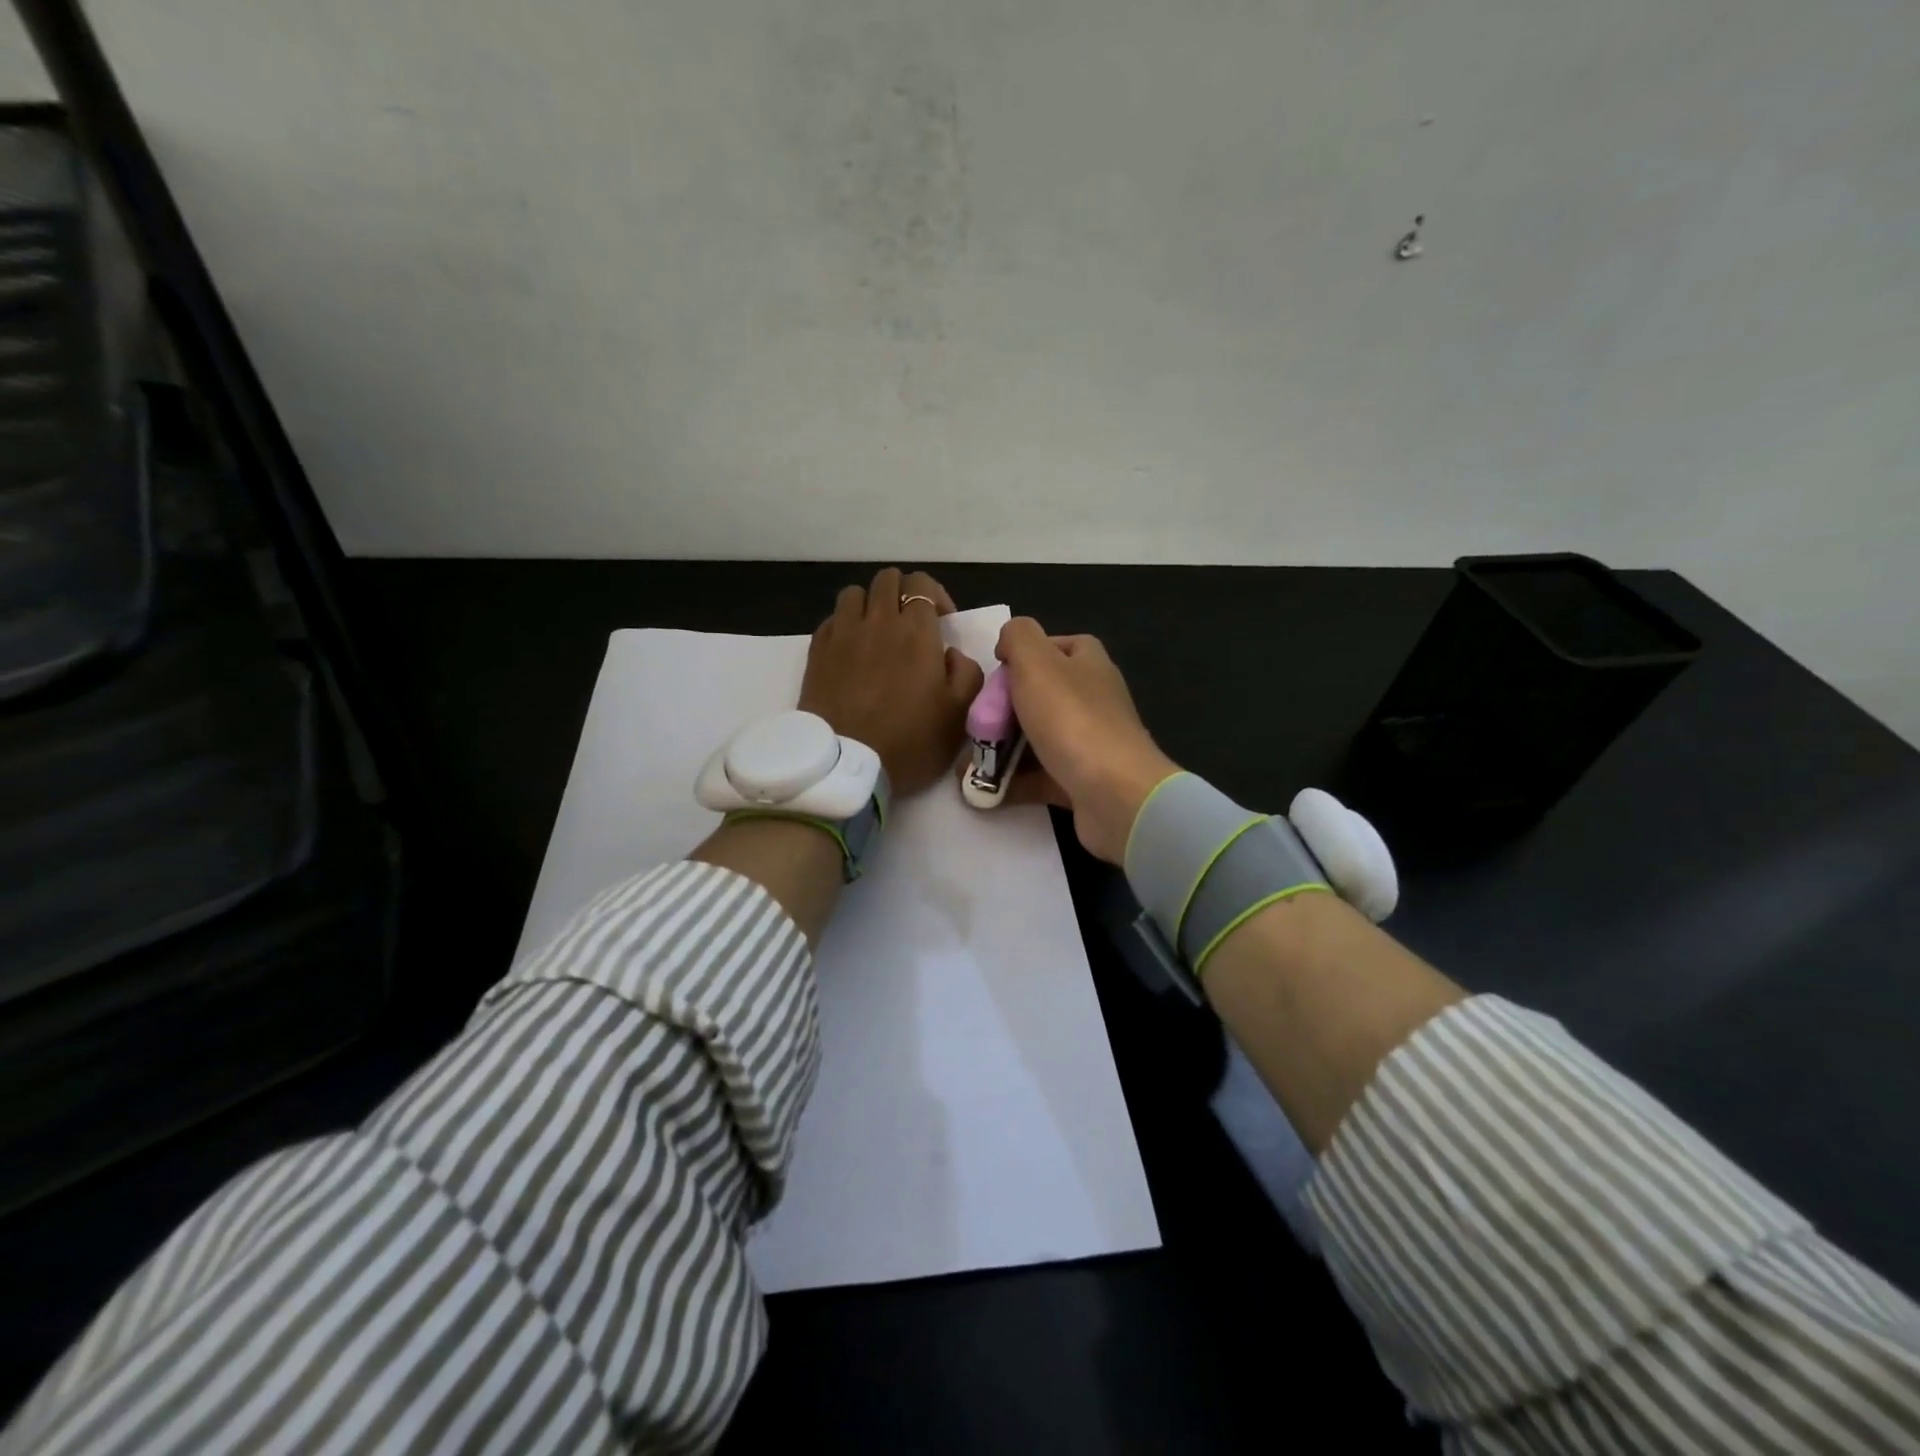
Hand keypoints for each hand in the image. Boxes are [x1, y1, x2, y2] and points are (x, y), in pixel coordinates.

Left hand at [799, 568, 984, 798]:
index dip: (935, 596)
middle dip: (903, 593)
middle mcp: (877, 621)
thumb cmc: (910, 740)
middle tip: (911, 625)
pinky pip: (832, 619)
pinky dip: (845, 625)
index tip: (942, 624)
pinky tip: (852, 650)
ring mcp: (842, 634)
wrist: (846, 765)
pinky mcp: (817, 651)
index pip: (921, 585)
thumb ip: (966, 673)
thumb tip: (951, 654)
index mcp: (916, 631)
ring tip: (877, 632)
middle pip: (887, 580)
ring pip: (855, 594)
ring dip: (871, 605)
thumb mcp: (959, 714)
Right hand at [992, 618, 1178, 864]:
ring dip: (1001, 749)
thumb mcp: (1036, 662)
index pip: (1053, 647)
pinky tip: (983, 791)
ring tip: (967, 764)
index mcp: (1087, 663)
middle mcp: (1092, 698)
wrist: (1113, 793)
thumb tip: (1009, 641)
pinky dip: (1012, 781)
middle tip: (973, 725)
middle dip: (1002, 710)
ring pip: (1037, 738)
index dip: (1021, 657)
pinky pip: (1039, 776)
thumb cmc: (1071, 719)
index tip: (993, 675)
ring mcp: (1089, 741)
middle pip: (1039, 695)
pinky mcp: (1081, 780)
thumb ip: (1018, 637)